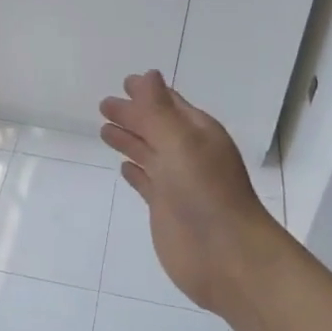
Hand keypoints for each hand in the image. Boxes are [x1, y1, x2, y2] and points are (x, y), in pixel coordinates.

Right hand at [100, 71, 284, 317]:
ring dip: (129, 140)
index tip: (125, 81)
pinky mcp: (165, 209)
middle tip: (104, 104)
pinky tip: (123, 168)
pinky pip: (146, 182)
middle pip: (155, 127)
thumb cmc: (206, 193)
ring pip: (148, 153)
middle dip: (132, 114)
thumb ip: (159, 111)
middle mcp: (187, 154)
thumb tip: (147, 74)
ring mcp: (176, 183)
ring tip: (104, 130)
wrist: (226, 256)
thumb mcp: (181, 143)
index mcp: (197, 133)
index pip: (169, 105)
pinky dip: (135, 172)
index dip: (147, 93)